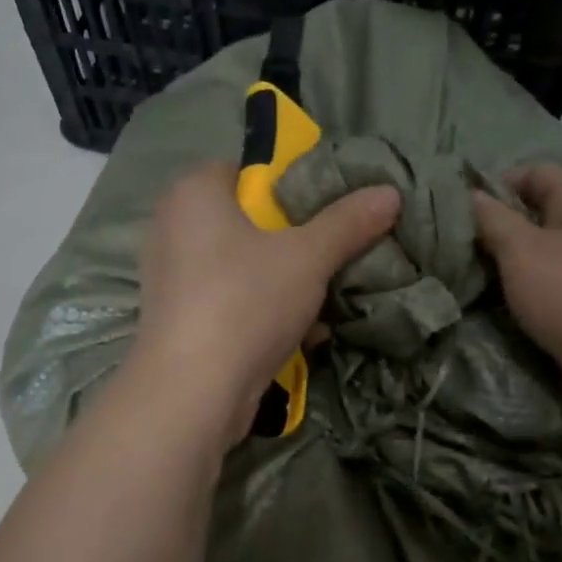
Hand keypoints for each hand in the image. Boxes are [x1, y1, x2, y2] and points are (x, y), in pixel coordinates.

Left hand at [133, 163, 400, 444]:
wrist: (193, 391)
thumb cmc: (246, 302)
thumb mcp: (307, 256)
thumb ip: (348, 222)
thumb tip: (390, 193)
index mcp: (193, 193)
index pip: (245, 170)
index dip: (288, 185)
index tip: (326, 210)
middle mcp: (173, 227)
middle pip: (248, 221)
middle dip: (294, 241)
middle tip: (333, 254)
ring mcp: (172, 277)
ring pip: (242, 266)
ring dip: (285, 282)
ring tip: (327, 298)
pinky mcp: (180, 319)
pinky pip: (231, 301)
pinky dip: (263, 311)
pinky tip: (304, 333)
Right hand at [470, 163, 561, 432]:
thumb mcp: (520, 250)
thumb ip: (492, 219)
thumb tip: (471, 194)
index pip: (533, 172)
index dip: (495, 184)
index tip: (459, 210)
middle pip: (539, 213)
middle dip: (499, 228)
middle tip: (458, 248)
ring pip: (546, 253)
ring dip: (512, 264)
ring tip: (474, 278)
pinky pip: (557, 285)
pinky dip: (531, 290)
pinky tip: (507, 305)